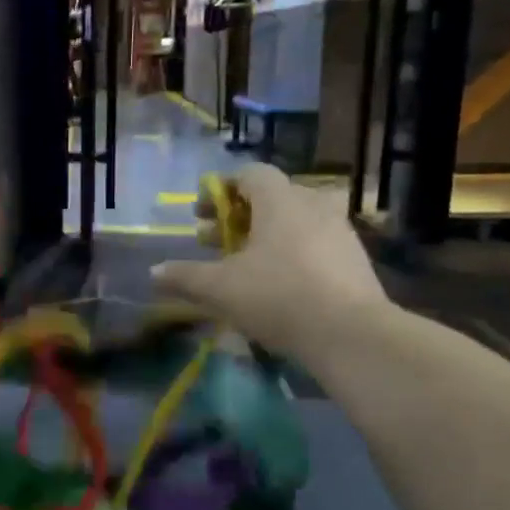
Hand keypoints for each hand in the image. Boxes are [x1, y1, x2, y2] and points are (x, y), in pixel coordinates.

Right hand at [150, 163, 389, 358]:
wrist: (351, 335)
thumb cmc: (278, 296)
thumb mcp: (220, 289)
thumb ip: (185, 277)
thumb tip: (154, 273)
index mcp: (280, 200)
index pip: (250, 174)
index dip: (222, 188)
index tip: (202, 212)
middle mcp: (313, 205)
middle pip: (271, 196)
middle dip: (238, 216)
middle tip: (213, 240)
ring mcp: (340, 231)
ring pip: (295, 220)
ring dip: (265, 235)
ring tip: (243, 263)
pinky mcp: (355, 260)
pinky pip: (315, 243)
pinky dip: (291, 252)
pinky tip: (277, 283)